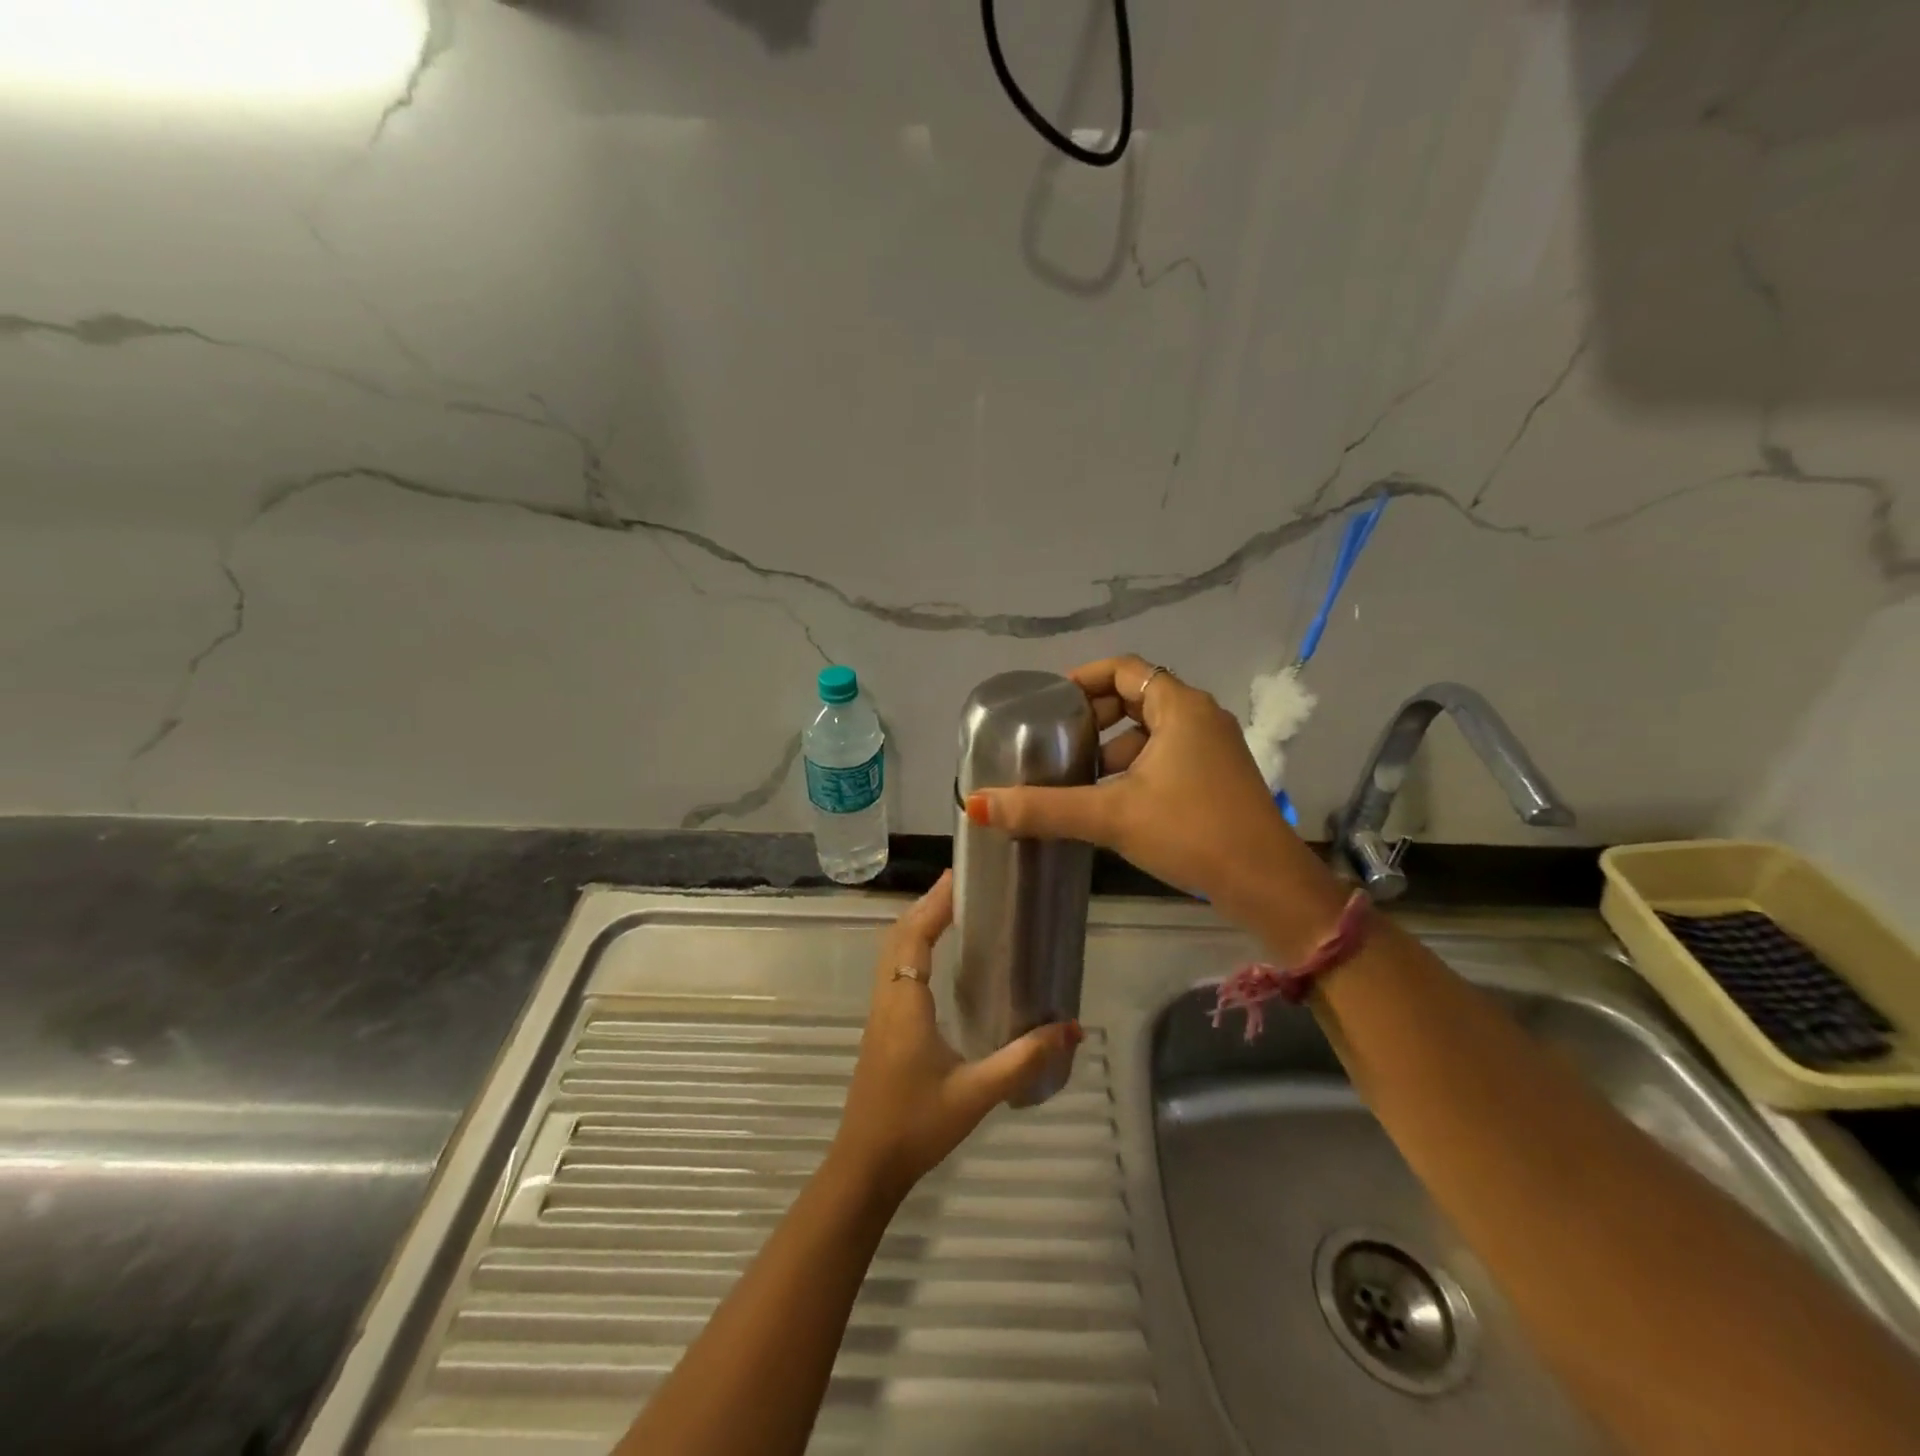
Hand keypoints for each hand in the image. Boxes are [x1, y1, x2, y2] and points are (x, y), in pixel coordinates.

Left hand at [831, 871, 1080, 1201]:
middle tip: (962, 885)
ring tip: (950, 909)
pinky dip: (911, 947)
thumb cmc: (917, 1125)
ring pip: (892, 952)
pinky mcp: (881, 1028)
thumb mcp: (977, 1093)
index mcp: (906, 1003)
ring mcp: (880, 1013)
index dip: (935, 904)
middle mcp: (888, 999)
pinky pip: (893, 970)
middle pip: (899, 935)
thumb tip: (1072, 1029)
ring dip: (916, 924)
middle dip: (927, 905)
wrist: (866, 1165)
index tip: (959, 877)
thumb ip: (1024, 1060)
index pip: (915, 936)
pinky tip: (934, 958)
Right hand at [964, 655, 1341, 929]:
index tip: (1050, 703)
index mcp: (1181, 708)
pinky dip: (1136, 769)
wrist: (1268, 885)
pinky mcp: (1218, 779)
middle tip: (1060, 742)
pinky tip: (1113, 802)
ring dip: (1115, 748)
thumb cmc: (1192, 833)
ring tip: (1079, 777)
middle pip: (1137, 698)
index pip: (1124, 669)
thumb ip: (1044, 808)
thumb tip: (976, 804)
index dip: (1084, 679)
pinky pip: (1168, 757)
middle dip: (1095, 719)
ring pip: (1153, 732)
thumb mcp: (1112, 816)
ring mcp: (1215, 749)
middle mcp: (1202, 718)